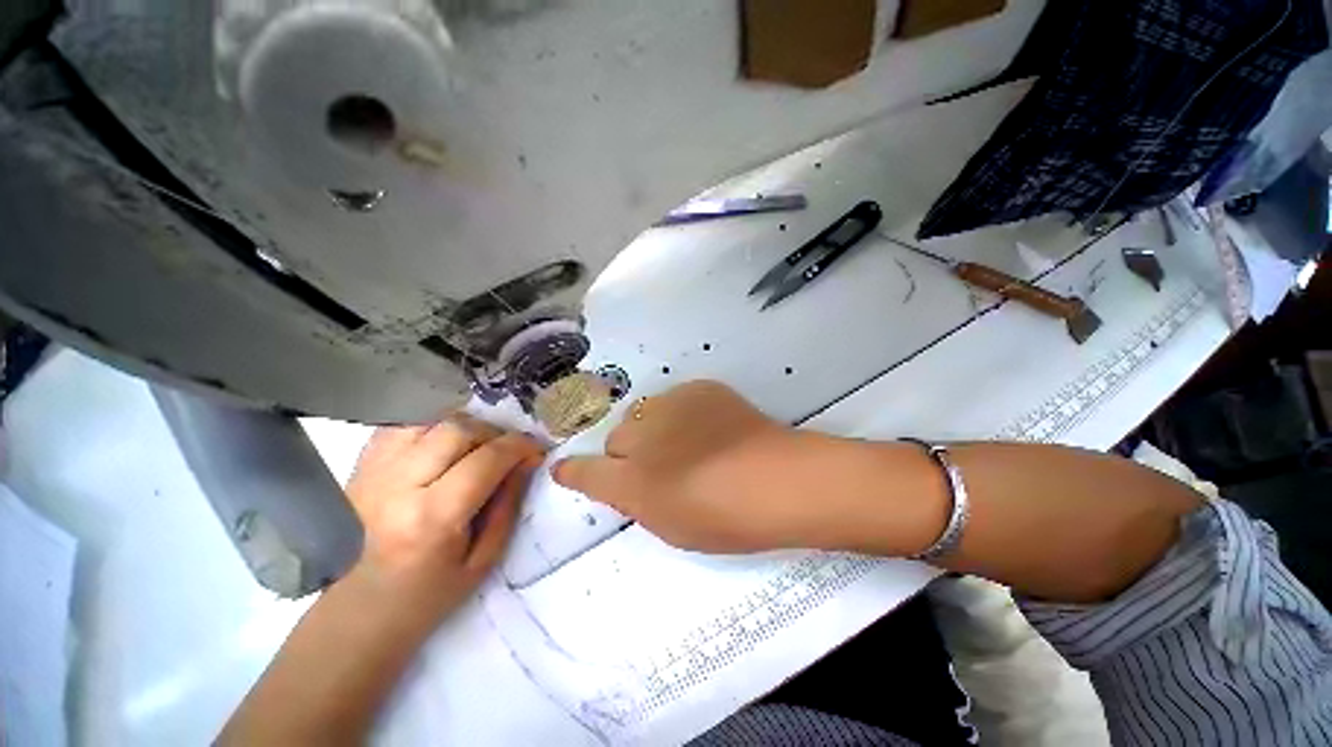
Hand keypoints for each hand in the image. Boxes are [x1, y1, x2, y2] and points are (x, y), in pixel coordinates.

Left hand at [346, 416, 543, 623]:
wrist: (360, 608)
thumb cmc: (429, 593)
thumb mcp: (485, 558)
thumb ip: (509, 502)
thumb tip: (528, 459)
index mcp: (431, 518)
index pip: (486, 459)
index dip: (519, 446)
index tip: (536, 449)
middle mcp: (397, 486)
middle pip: (457, 429)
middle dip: (494, 433)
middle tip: (506, 450)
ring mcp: (372, 472)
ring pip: (431, 420)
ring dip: (464, 427)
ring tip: (476, 447)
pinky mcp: (360, 467)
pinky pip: (403, 425)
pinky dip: (432, 427)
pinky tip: (444, 445)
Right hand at [552, 381, 828, 552]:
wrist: (778, 479)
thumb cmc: (727, 519)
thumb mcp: (672, 527)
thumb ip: (638, 501)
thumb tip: (625, 482)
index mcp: (633, 482)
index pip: (585, 472)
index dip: (574, 472)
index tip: (566, 470)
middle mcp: (641, 438)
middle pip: (615, 438)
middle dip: (628, 453)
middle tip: (659, 465)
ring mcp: (670, 406)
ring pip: (643, 414)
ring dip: (653, 429)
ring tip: (687, 442)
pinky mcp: (697, 388)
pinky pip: (676, 399)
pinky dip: (683, 413)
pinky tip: (709, 426)